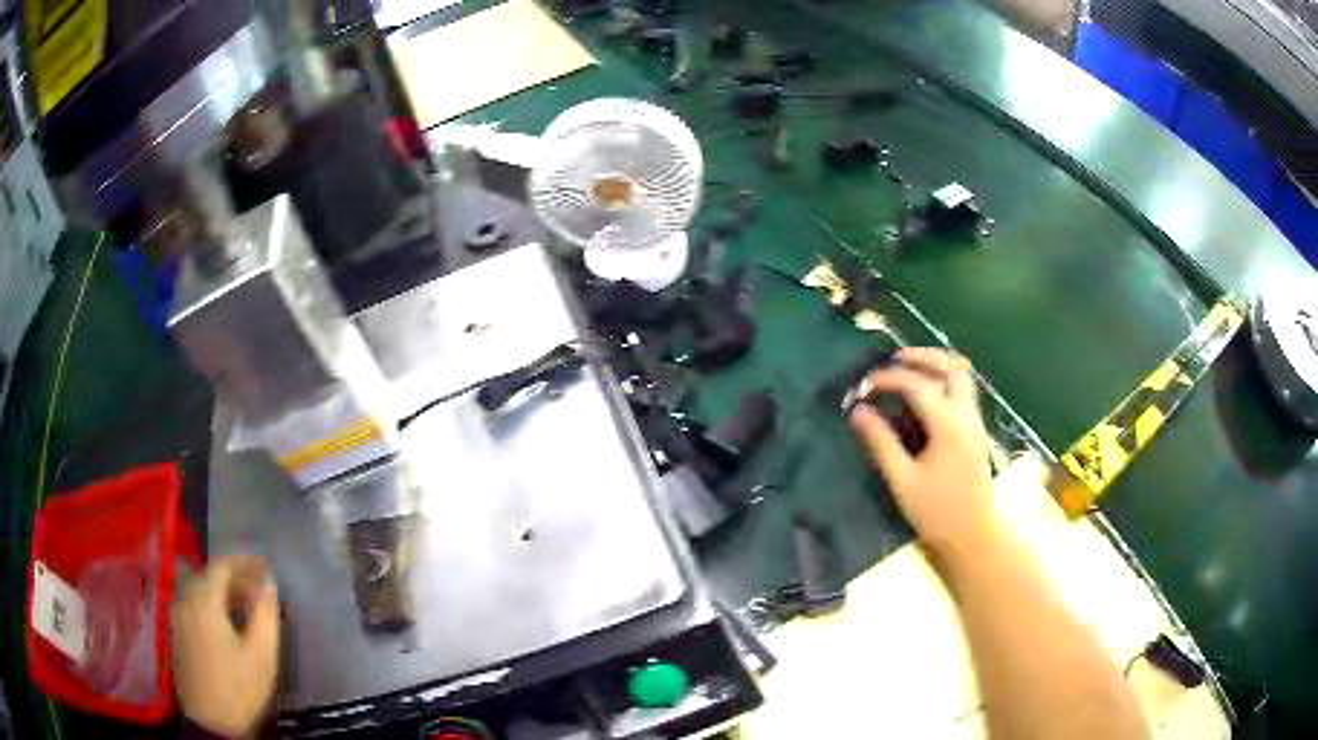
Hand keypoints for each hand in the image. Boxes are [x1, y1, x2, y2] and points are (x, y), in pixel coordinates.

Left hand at [171, 555, 279, 738]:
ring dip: (222, 593)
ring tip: (245, 608)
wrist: (211, 722)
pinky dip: (210, 605)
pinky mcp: (176, 633)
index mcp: (204, 601)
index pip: (222, 565)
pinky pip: (193, 606)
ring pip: (199, 591)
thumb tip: (269, 583)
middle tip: (259, 591)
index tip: (266, 568)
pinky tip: (225, 625)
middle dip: (235, 578)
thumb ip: (265, 615)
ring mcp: (177, 617)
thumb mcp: (261, 655)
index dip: (245, 562)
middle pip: (208, 576)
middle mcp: (185, 600)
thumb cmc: (238, 687)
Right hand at [849, 348, 996, 553]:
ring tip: (910, 370)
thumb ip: (881, 443)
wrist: (973, 535)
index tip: (863, 386)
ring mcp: (975, 422)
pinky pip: (964, 391)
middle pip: (951, 367)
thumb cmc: (936, 512)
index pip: (917, 385)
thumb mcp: (903, 480)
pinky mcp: (977, 431)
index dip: (888, 379)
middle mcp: (966, 415)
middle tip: (895, 360)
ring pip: (962, 376)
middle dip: (923, 357)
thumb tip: (858, 413)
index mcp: (948, 425)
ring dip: (937, 366)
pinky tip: (926, 396)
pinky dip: (945, 381)